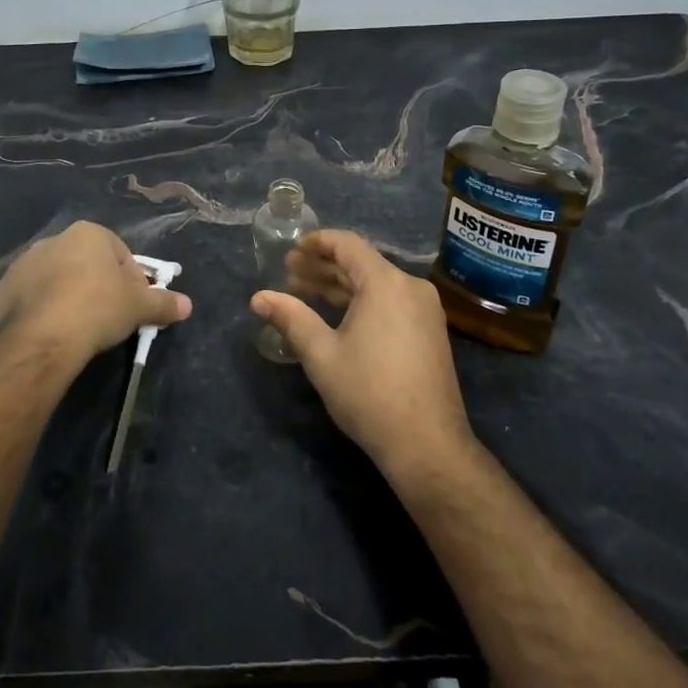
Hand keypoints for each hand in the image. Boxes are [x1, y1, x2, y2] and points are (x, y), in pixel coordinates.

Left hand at [0, 222, 191, 374]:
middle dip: (96, 285)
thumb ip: (164, 303)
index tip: (134, 305)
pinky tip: (48, 333)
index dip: (131, 280)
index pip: (119, 253)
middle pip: (84, 263)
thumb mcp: (139, 307)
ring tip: (76, 327)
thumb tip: (188, 305)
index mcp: (88, 234)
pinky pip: (26, 300)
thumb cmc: (98, 308)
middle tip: (107, 317)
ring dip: (64, 296)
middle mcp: (52, 240)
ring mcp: (21, 265)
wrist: (43, 337)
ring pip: (52, 279)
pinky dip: (36, 312)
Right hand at [251, 230, 474, 482]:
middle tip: (288, 273)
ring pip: (376, 284)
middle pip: (362, 263)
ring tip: (304, 292)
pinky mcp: (429, 332)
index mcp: (386, 283)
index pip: (348, 245)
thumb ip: (291, 318)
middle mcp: (410, 288)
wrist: (427, 444)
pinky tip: (336, 316)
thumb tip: (258, 297)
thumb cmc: (370, 393)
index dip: (317, 243)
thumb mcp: (322, 355)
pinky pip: (390, 302)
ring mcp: (425, 310)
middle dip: (323, 266)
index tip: (291, 251)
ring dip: (340, 286)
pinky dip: (361, 302)